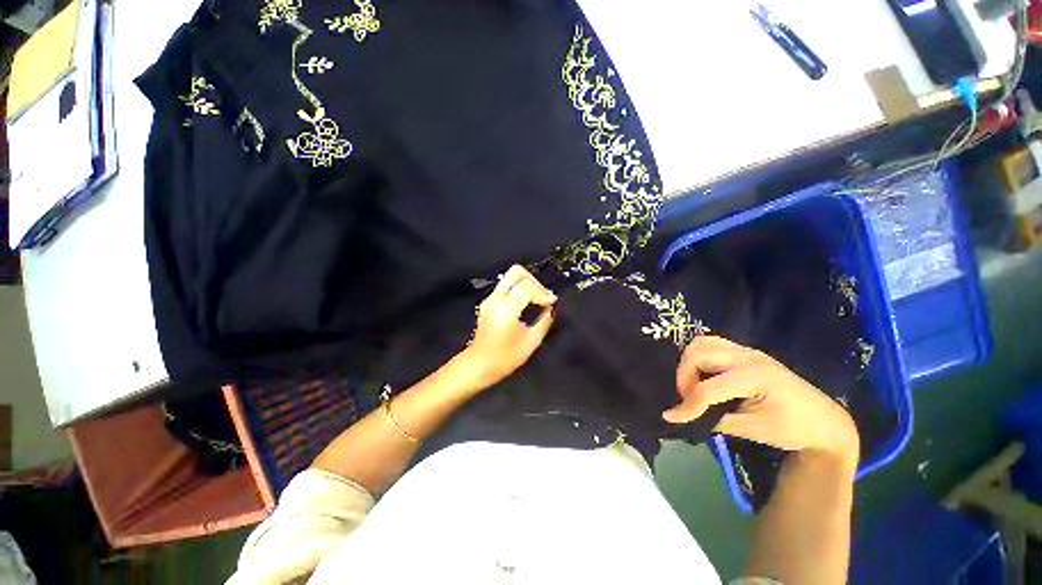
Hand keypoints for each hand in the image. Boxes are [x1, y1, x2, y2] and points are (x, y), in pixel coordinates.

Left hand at [459, 265, 556, 388]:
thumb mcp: (530, 343)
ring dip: (527, 283)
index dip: (543, 291)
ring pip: (510, 276)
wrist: (477, 365)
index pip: (527, 286)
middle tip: (543, 295)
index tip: (552, 301)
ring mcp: (489, 298)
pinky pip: (506, 285)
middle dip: (534, 280)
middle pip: (516, 272)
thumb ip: (544, 322)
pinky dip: (519, 289)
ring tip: (537, 299)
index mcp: (505, 310)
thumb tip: (551, 308)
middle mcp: (495, 299)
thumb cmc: (505, 359)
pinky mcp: (488, 301)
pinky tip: (527, 302)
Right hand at [665, 336, 858, 466]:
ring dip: (689, 362)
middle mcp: (747, 356)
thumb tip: (685, 415)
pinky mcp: (746, 352)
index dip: (686, 405)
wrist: (825, 421)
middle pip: (697, 354)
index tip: (672, 417)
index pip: (707, 389)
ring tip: (692, 384)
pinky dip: (699, 355)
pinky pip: (712, 343)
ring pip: (702, 342)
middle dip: (683, 376)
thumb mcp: (752, 430)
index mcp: (754, 377)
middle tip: (686, 397)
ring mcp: (747, 350)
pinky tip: (703, 373)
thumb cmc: (793, 429)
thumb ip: (715, 419)